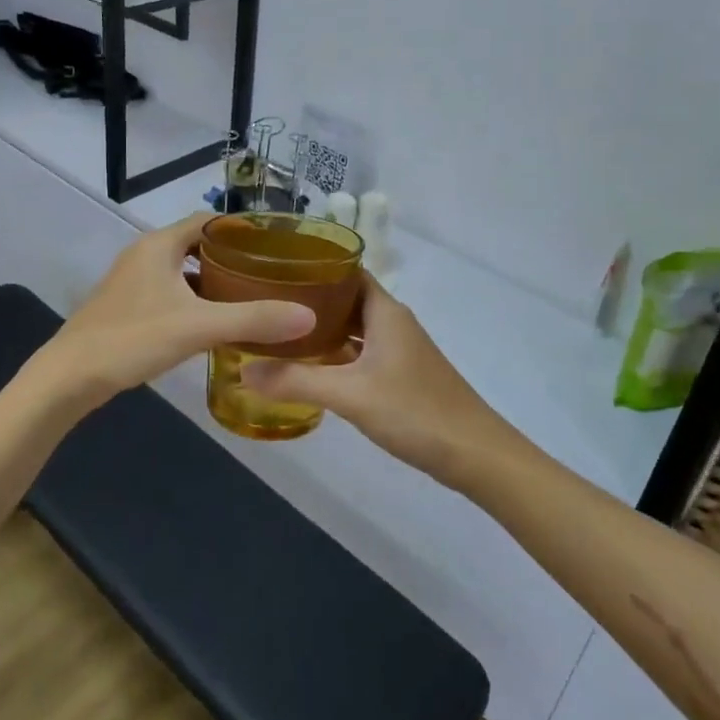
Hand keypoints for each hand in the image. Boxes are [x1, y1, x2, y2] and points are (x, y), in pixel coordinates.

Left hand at [36, 214, 315, 402]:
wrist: (69, 377)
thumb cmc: (132, 338)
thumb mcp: (197, 327)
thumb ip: (252, 319)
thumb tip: (307, 316)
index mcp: (159, 245)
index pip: (209, 221)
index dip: (242, 229)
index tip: (277, 245)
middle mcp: (145, 254)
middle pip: (198, 245)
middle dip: (233, 257)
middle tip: (271, 274)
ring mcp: (134, 281)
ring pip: (184, 271)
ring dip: (214, 281)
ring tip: (252, 296)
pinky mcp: (128, 306)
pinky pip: (171, 292)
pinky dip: (195, 301)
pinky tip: (215, 323)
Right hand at [240, 274, 526, 488]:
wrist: (476, 454)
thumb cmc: (415, 411)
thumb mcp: (350, 395)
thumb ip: (296, 381)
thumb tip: (243, 372)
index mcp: (385, 311)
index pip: (346, 270)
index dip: (314, 265)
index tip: (274, 268)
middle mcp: (392, 322)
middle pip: (346, 298)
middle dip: (309, 300)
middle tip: (265, 302)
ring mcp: (399, 349)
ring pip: (353, 328)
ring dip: (322, 329)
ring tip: (278, 332)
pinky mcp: (401, 374)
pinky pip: (361, 352)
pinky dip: (336, 354)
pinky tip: (310, 368)